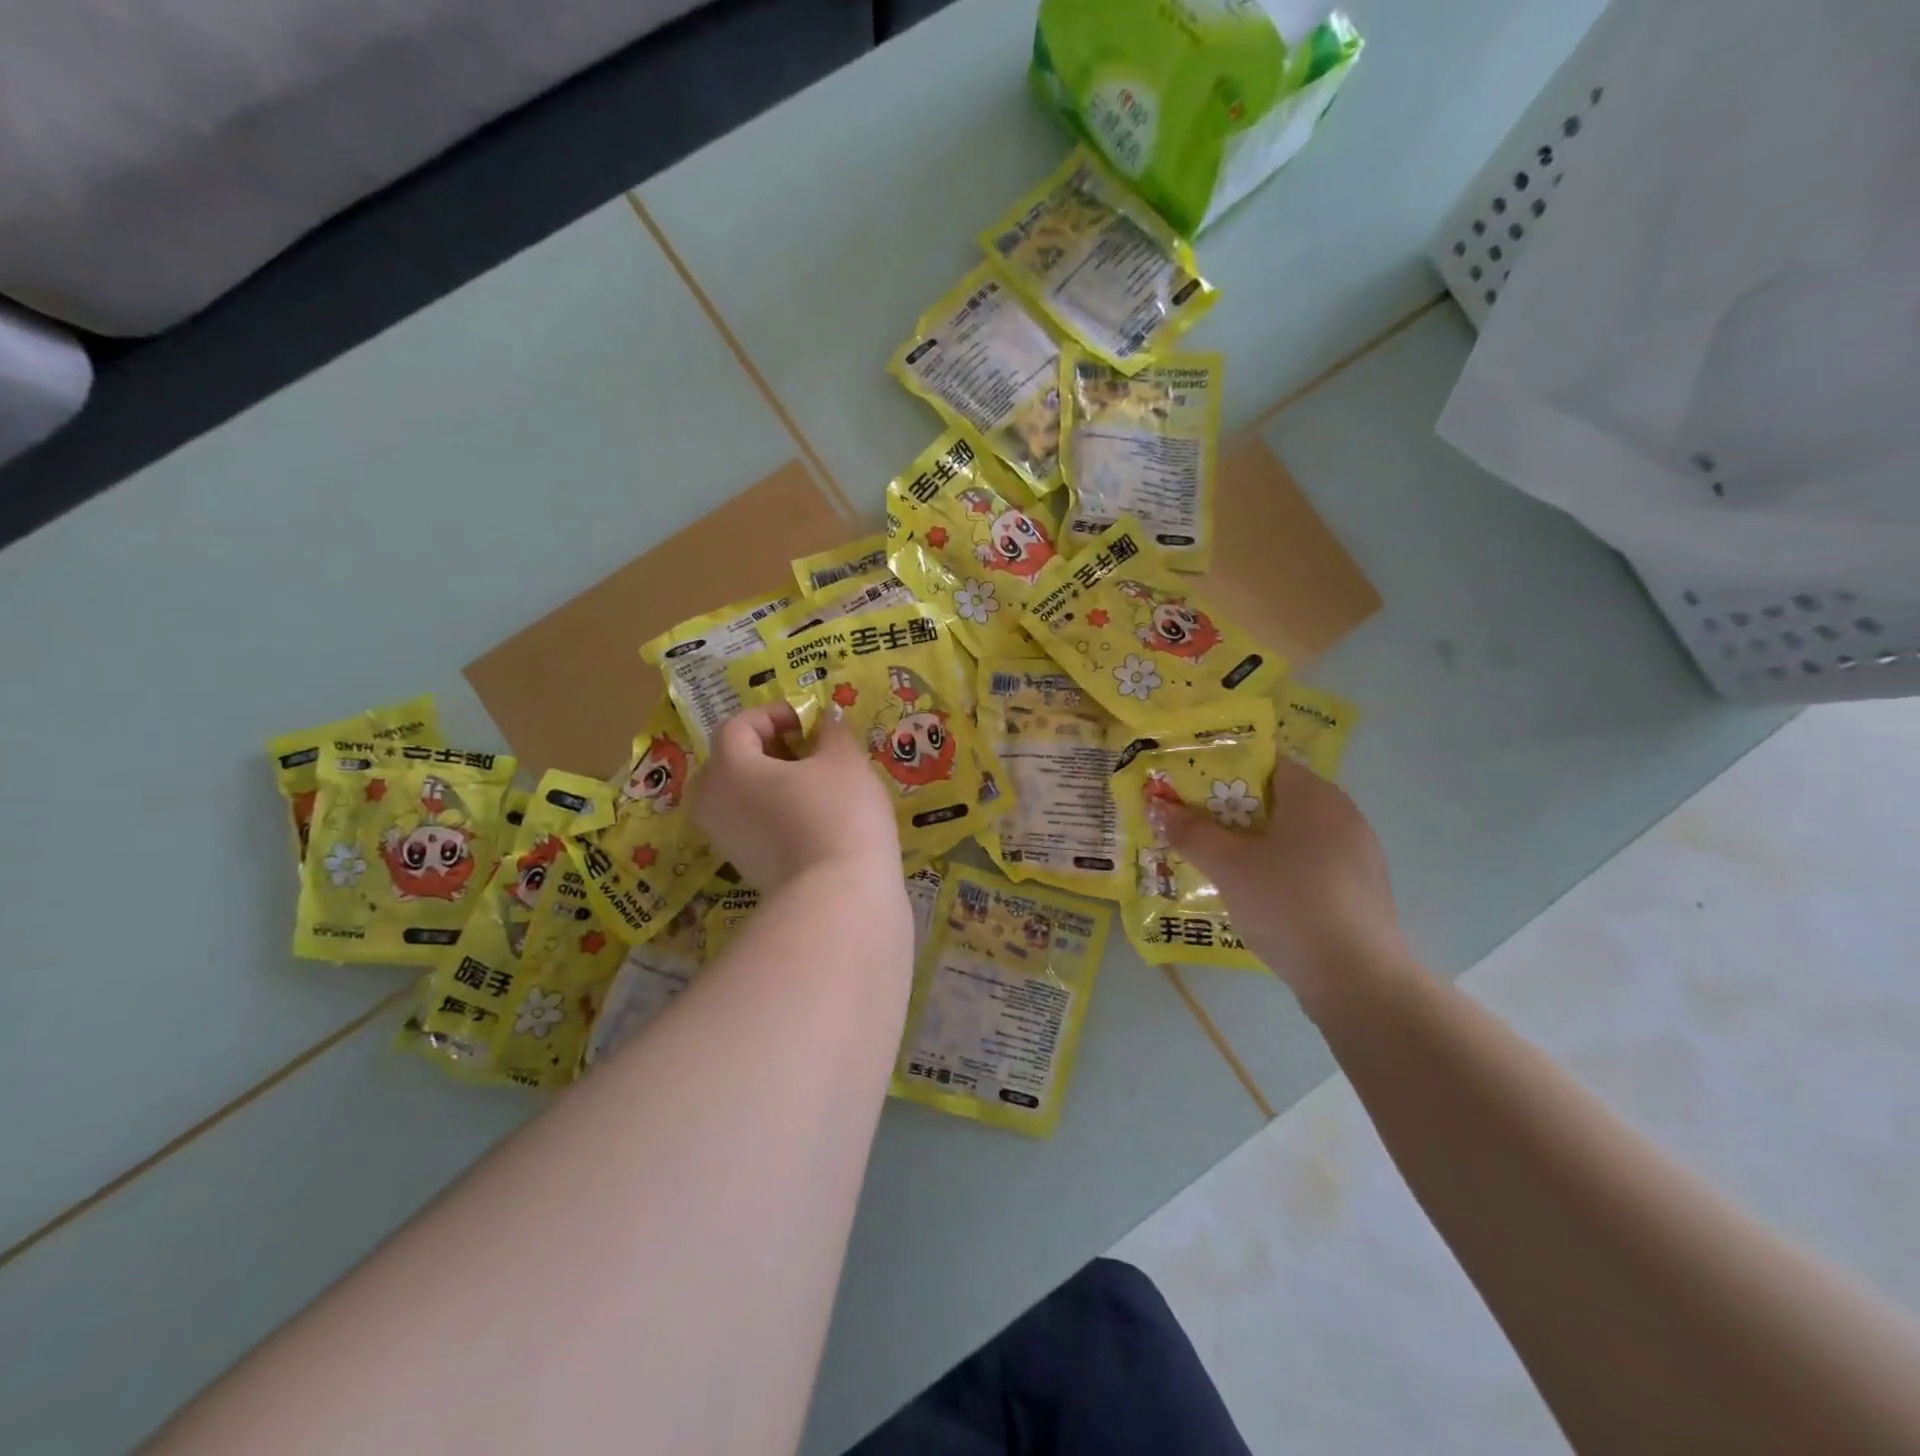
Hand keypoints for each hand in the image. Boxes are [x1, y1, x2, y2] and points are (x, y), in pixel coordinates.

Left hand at [692, 702, 901, 893]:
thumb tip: (826, 715)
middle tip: (806, 748)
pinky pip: (749, 821)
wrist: (839, 894)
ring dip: (769, 780)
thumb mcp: (844, 760)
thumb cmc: (838, 813)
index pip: (738, 726)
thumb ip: (832, 731)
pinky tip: (810, 814)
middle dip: (766, 747)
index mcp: (729, 767)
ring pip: (738, 794)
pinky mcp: (743, 865)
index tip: (810, 720)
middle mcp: (713, 801)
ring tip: (812, 781)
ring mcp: (725, 838)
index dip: (773, 714)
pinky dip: (772, 809)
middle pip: (730, 760)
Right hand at [1146, 757, 1416, 1018]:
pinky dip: (1274, 867)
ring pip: (1289, 834)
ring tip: (1211, 857)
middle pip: (1274, 798)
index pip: (1264, 762)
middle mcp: (1341, 816)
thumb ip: (1191, 833)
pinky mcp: (1357, 891)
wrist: (1358, 982)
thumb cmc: (1290, 905)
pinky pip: (1306, 863)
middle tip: (1188, 823)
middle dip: (1228, 810)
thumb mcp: (1230, 867)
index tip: (1185, 785)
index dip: (1220, 768)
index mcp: (1316, 796)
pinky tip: (1251, 892)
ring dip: (1249, 841)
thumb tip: (1157, 807)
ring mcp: (1355, 855)